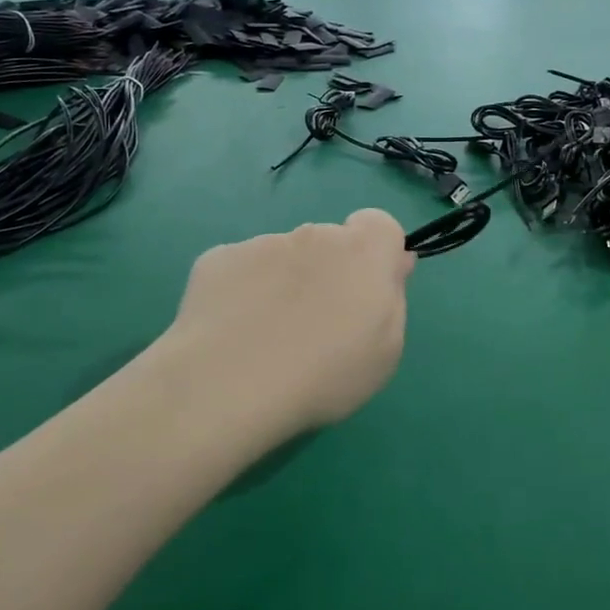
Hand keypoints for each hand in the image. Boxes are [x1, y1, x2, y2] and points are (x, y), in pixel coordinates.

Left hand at [164, 209, 413, 433]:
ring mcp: (261, 243)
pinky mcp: (217, 259)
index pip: (379, 224)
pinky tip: (232, 332)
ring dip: (284, 283)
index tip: (368, 291)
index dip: (377, 254)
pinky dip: (242, 293)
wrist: (229, 385)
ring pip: (283, 256)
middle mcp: (313, 235)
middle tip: (317, 326)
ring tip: (267, 338)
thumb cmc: (325, 375)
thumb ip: (392, 297)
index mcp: (362, 252)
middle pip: (329, 243)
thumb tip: (392, 265)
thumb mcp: (386, 350)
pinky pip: (241, 270)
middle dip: (329, 272)